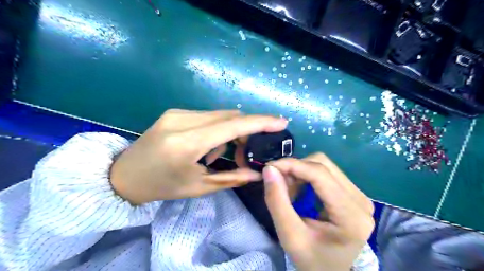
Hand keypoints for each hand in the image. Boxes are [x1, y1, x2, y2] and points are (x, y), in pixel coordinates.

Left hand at [110, 109, 286, 203]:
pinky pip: (207, 116)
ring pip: (219, 115)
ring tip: (219, 154)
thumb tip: (258, 174)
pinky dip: (216, 129)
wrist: (124, 176)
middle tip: (248, 151)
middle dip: (246, 131)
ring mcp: (177, 113)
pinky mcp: (175, 112)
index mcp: (187, 143)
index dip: (260, 122)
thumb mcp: (199, 187)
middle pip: (229, 116)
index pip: (232, 126)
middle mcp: (182, 120)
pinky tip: (207, 146)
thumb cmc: (162, 186)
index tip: (281, 122)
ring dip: (230, 132)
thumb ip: (232, 177)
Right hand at [264, 153, 374, 268]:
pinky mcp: (353, 194)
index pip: (320, 174)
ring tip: (289, 189)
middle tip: (278, 182)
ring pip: (325, 165)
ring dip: (301, 171)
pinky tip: (300, 189)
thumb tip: (269, 169)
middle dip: (296, 168)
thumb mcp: (289, 236)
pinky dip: (307, 176)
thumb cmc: (312, 260)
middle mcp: (361, 200)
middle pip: (323, 165)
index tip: (269, 167)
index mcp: (351, 216)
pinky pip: (327, 173)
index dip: (292, 165)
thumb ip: (277, 201)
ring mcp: (359, 195)